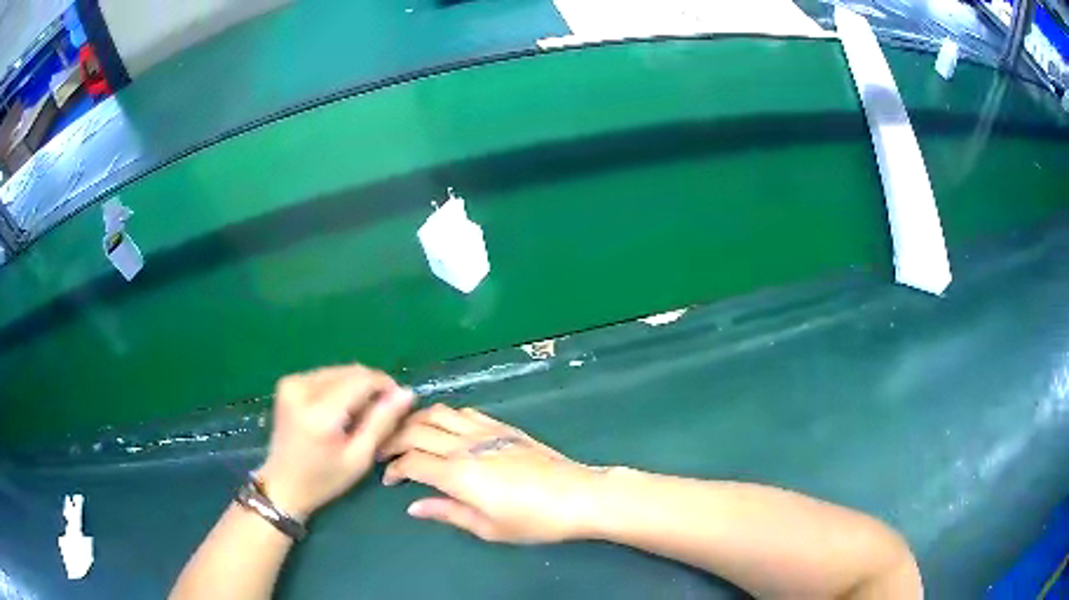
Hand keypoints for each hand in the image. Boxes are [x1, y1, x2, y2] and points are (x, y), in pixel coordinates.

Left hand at [257, 364, 414, 518]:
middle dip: (371, 388)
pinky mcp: (288, 383)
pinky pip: (326, 375)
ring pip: (339, 371)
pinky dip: (339, 388)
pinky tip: (340, 411)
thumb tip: (406, 392)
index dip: (385, 385)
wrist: (283, 485)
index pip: (362, 379)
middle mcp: (302, 388)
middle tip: (379, 414)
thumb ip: (382, 422)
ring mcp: (291, 382)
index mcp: (319, 412)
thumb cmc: (324, 479)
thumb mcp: (359, 457)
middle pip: (351, 372)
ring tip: (358, 416)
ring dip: (355, 387)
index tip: (399, 402)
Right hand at [380, 405, 601, 543]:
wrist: (578, 495)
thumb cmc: (533, 520)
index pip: (412, 461)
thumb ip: (447, 512)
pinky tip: (444, 428)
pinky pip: (465, 412)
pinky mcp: (502, 426)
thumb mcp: (488, 527)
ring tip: (407, 434)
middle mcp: (466, 445)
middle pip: (416, 430)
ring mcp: (485, 431)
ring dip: (415, 420)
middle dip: (393, 439)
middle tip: (385, 452)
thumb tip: (414, 506)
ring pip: (438, 413)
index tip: (389, 479)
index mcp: (459, 474)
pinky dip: (445, 415)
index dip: (394, 468)